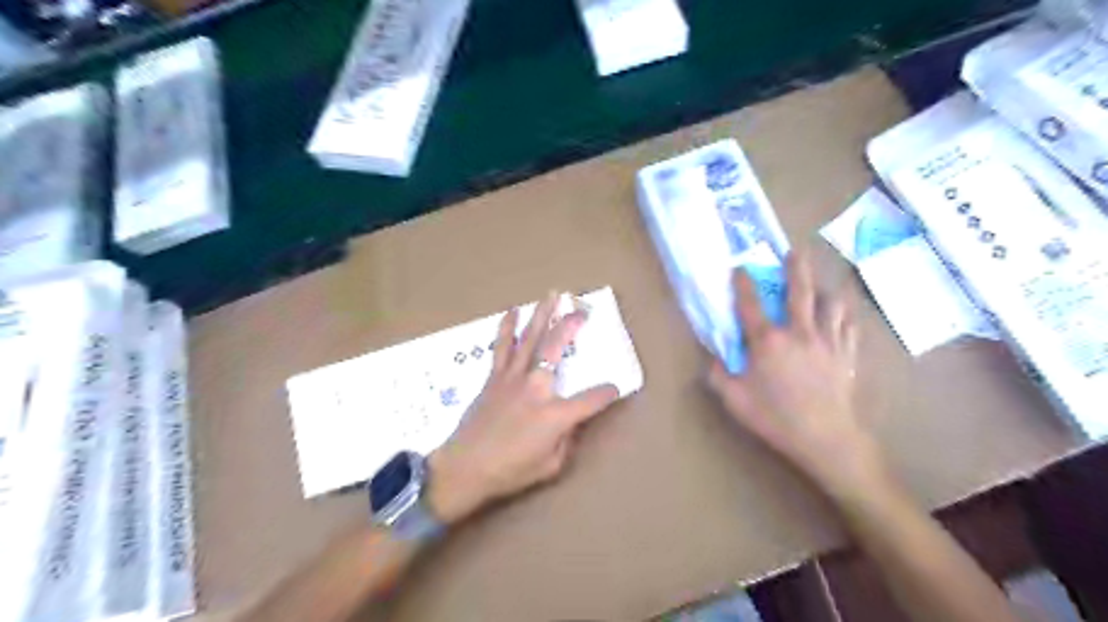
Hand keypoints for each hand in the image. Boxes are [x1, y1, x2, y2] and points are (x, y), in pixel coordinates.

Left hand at [426, 293, 618, 524]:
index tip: (614, 389)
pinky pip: (501, 348)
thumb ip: (566, 439)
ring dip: (541, 315)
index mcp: (555, 414)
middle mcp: (536, 387)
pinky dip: (506, 328)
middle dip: (571, 326)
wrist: (464, 467)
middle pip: (556, 348)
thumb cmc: (510, 471)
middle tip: (582, 310)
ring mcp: (512, 378)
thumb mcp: (550, 465)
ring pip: (529, 339)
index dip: (607, 393)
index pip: (592, 398)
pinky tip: (511, 311)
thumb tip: (570, 421)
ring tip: (551, 295)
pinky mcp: (494, 378)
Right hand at [710, 249, 883, 502]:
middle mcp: (799, 333)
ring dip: (823, 289)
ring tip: (821, 283)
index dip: (743, 284)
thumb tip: (711, 358)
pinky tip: (842, 315)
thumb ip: (718, 375)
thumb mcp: (734, 400)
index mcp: (768, 341)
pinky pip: (848, 326)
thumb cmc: (775, 418)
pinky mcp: (846, 355)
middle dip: (795, 268)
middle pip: (799, 292)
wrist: (826, 439)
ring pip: (830, 304)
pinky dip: (843, 316)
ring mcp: (827, 342)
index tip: (739, 268)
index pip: (751, 305)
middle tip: (794, 251)